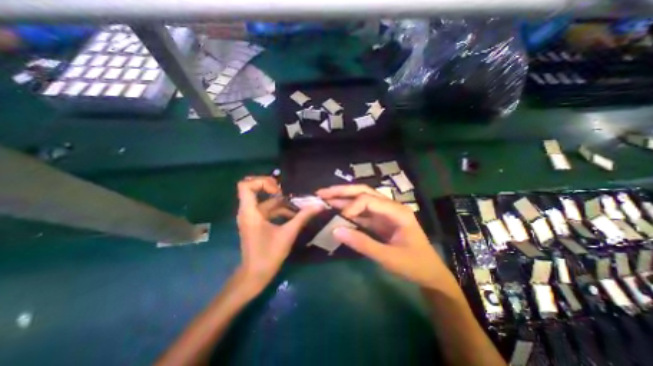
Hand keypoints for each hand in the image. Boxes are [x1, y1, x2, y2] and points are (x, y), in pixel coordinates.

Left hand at [237, 176, 323, 294]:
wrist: (255, 275)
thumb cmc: (268, 255)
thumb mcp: (288, 234)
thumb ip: (303, 217)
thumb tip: (318, 206)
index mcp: (250, 212)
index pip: (246, 185)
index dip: (262, 182)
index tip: (279, 191)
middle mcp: (248, 211)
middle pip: (254, 189)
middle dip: (273, 189)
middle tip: (289, 194)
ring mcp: (252, 217)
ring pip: (265, 201)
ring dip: (281, 202)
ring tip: (298, 205)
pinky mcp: (257, 223)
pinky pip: (268, 210)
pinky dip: (280, 210)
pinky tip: (294, 215)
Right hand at [317, 185, 455, 289]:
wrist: (429, 274)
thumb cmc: (414, 265)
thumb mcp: (389, 258)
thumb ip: (363, 244)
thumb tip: (336, 231)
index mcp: (397, 211)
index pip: (368, 200)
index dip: (351, 207)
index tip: (339, 220)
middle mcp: (390, 207)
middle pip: (364, 192)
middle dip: (342, 191)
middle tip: (322, 193)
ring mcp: (384, 213)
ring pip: (361, 199)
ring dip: (343, 198)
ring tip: (324, 197)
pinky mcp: (379, 221)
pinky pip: (361, 212)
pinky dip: (348, 211)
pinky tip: (336, 211)